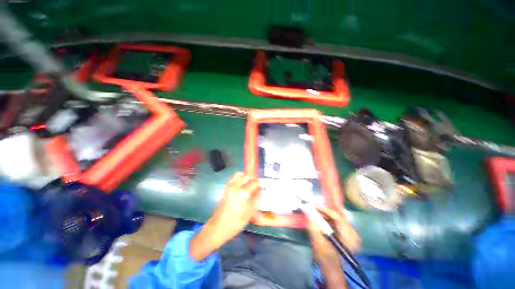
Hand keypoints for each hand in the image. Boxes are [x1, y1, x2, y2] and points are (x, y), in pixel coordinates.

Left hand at [190, 172, 260, 261]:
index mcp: (242, 193)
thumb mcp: (249, 213)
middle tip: (256, 185)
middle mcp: (235, 186)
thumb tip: (260, 191)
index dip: (259, 184)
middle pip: (247, 176)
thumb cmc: (235, 222)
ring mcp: (229, 186)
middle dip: (253, 179)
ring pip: (239, 174)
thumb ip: (255, 199)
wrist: (218, 227)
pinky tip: (242, 186)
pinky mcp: (225, 188)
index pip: (254, 183)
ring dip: (245, 177)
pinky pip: (234, 178)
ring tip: (249, 184)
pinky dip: (239, 179)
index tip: (262, 187)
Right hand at [307, 207, 359, 288]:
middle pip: (337, 215)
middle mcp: (353, 233)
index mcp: (349, 237)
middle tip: (312, 207)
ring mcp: (350, 232)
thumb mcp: (318, 243)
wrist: (330, 268)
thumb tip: (307, 212)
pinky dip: (326, 218)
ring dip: (324, 214)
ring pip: (336, 217)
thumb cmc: (325, 258)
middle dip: (323, 211)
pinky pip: (335, 220)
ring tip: (314, 211)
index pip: (338, 217)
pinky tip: (320, 218)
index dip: (324, 210)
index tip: (313, 205)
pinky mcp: (346, 232)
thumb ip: (313, 228)